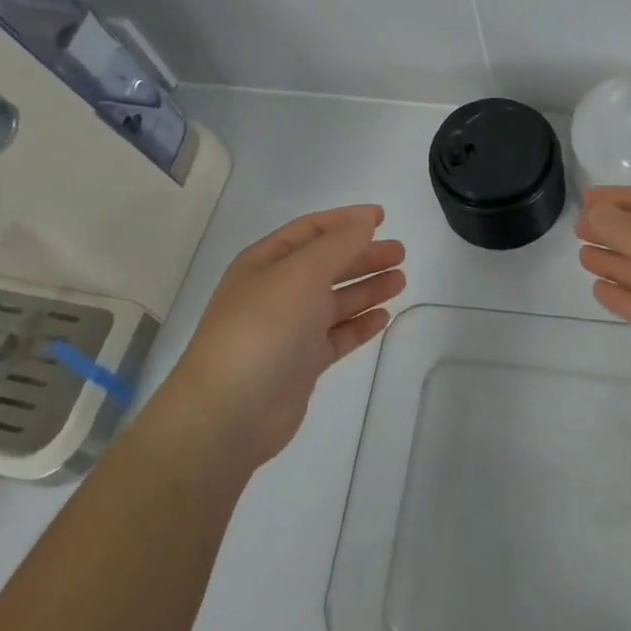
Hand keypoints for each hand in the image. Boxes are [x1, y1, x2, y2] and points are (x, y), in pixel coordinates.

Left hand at [161, 205, 403, 473]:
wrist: (229, 412)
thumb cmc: (264, 327)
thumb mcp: (302, 273)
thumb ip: (338, 244)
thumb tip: (364, 221)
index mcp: (266, 262)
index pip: (311, 229)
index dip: (346, 220)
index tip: (382, 217)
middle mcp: (277, 291)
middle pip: (327, 264)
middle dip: (362, 255)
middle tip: (400, 253)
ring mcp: (289, 329)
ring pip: (335, 300)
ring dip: (367, 288)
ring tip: (401, 280)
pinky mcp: (301, 364)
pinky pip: (337, 336)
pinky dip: (359, 324)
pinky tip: (384, 317)